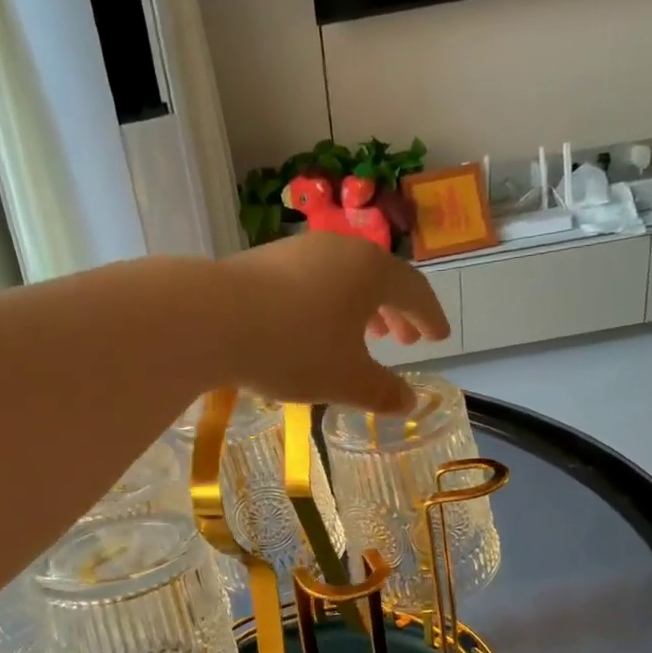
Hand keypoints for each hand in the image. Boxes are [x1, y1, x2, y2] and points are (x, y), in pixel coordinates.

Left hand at [218, 234, 449, 412]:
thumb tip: (410, 403)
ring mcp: (299, 250)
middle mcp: (340, 250)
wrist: (212, 319)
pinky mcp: (264, 260)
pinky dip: (327, 305)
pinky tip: (312, 329)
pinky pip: (312, 282)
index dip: (430, 318)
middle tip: (403, 340)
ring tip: (363, 334)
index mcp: (372, 271)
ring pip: (343, 279)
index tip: (439, 338)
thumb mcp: (345, 380)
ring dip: (360, 308)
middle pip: (380, 280)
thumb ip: (382, 392)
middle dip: (396, 312)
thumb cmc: (294, 348)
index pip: (415, 291)